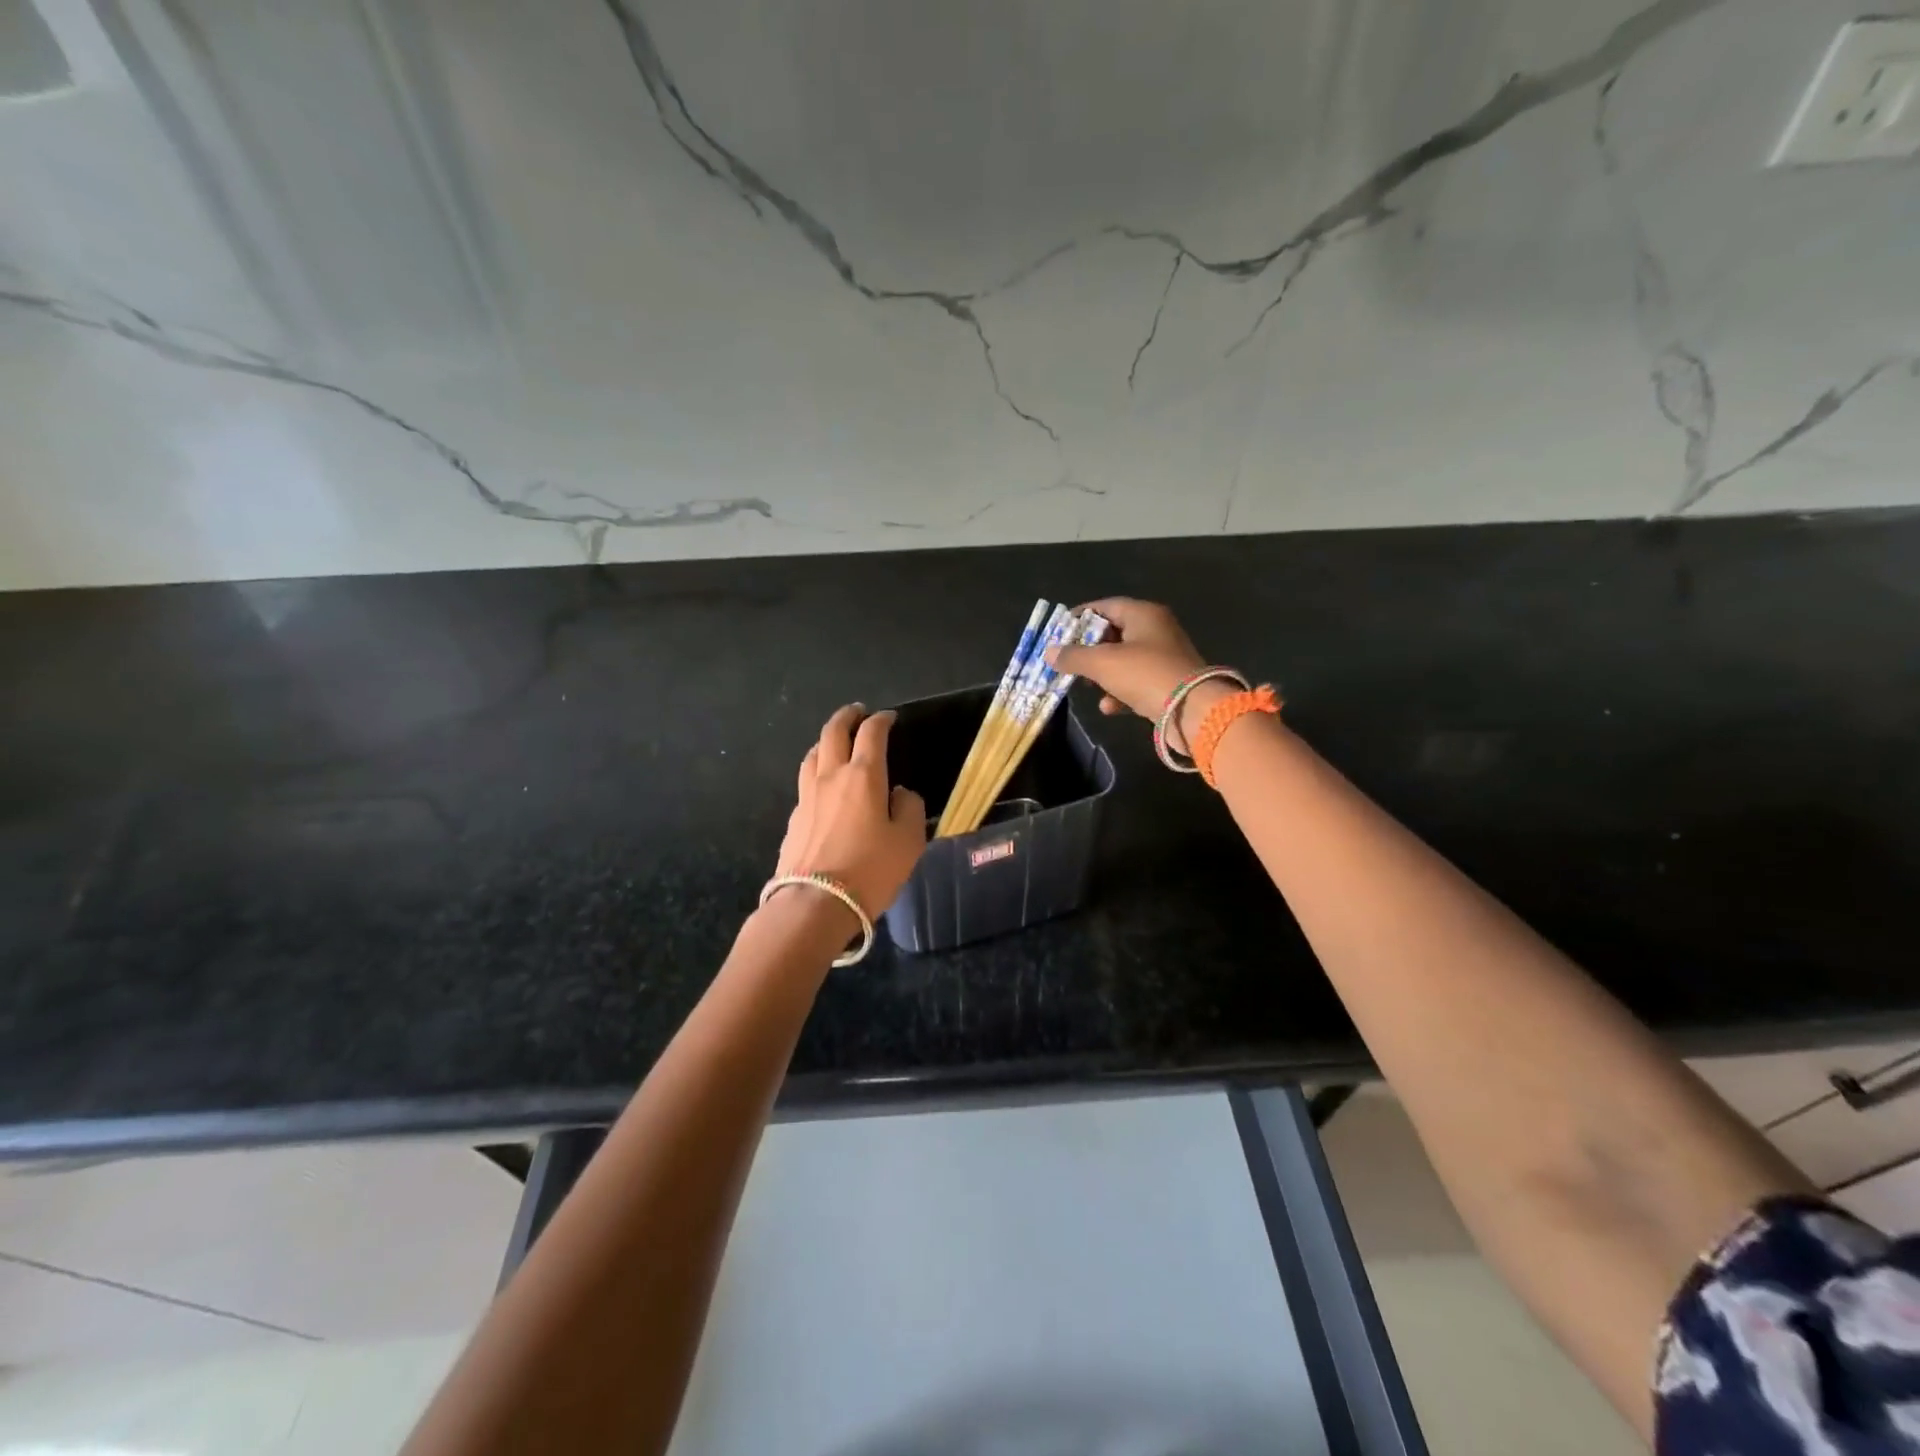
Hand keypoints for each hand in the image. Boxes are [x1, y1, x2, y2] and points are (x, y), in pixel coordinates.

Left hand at [774, 705, 927, 920]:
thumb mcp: (909, 841)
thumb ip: (910, 809)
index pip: (871, 733)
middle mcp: (831, 776)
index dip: (882, 720)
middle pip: (833, 732)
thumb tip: (899, 794)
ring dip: (826, 741)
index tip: (890, 717)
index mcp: (864, 776)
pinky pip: (805, 782)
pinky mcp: (793, 818)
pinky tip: (824, 787)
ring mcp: (806, 796)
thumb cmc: (870, 870)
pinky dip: (817, 772)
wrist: (814, 904)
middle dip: (847, 716)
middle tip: (858, 712)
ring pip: (812, 753)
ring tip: (836, 743)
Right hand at [1046, 599, 1210, 742]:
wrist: (1192, 710)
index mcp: (1143, 614)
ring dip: (1103, 674)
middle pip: (1114, 633)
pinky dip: (1120, 692)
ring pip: (1124, 659)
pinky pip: (1137, 681)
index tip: (1060, 630)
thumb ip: (1073, 656)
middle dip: (1089, 649)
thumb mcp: (1102, 663)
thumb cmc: (1144, 674)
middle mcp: (1156, 630)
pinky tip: (1109, 707)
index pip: (1106, 606)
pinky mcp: (1168, 682)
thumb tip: (1049, 652)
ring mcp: (1164, 657)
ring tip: (1087, 686)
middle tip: (1069, 661)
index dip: (1081, 616)